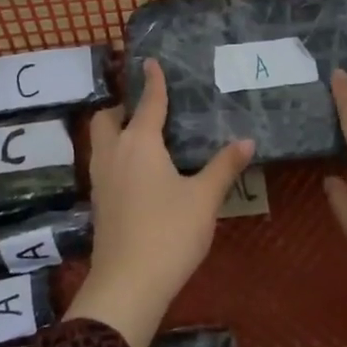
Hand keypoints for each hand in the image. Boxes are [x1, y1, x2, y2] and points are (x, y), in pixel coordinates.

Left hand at [65, 58, 255, 346]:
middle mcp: (113, 154)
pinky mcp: (99, 202)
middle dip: (122, 107)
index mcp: (139, 143)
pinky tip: (139, 171)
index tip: (150, 61)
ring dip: (116, 131)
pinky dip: (116, 154)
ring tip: (144, 136)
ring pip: (100, 142)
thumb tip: (247, 140)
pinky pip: (103, 163)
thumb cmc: (169, 233)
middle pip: (107, 118)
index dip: (153, 81)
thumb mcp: (204, 198)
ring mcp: (101, 180)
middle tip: (147, 109)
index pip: (147, 103)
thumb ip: (224, 166)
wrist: (128, 284)